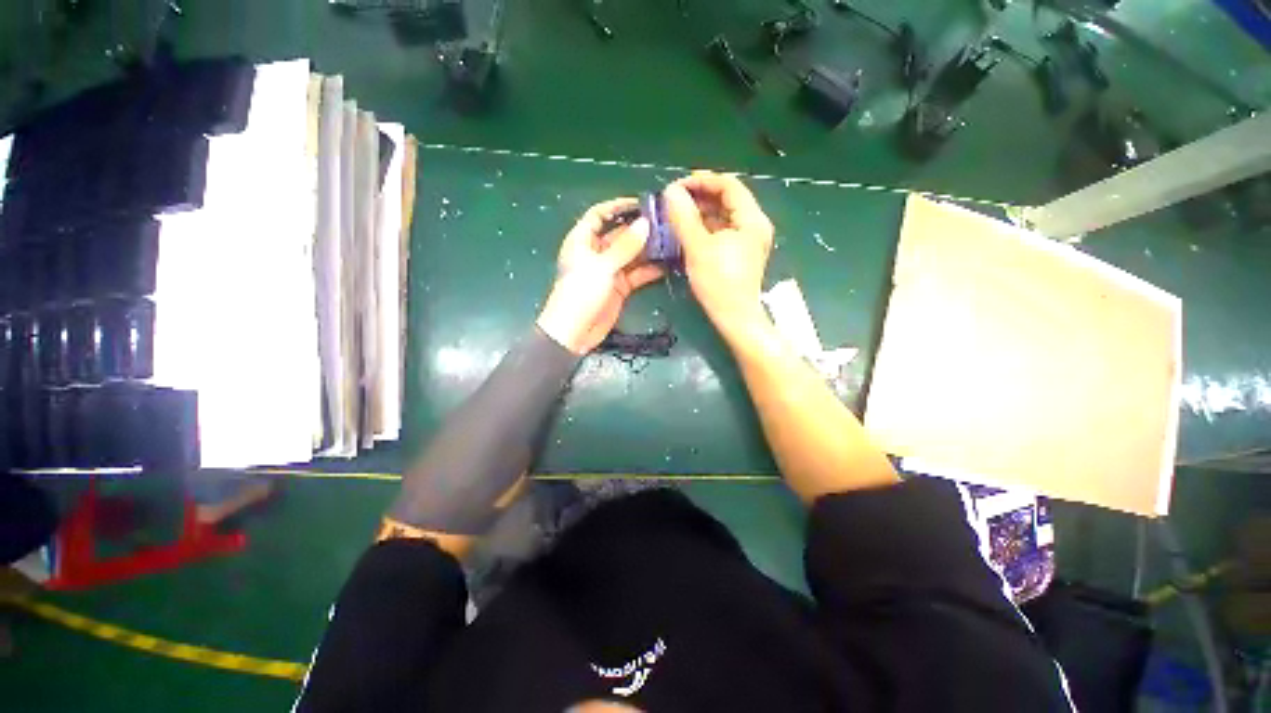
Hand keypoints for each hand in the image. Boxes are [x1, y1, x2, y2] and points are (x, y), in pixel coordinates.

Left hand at [536, 198, 664, 353]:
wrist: (574, 333)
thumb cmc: (580, 294)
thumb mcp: (601, 267)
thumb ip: (625, 246)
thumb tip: (645, 224)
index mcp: (583, 241)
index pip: (599, 215)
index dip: (617, 207)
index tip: (641, 204)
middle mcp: (597, 253)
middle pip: (620, 235)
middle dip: (640, 230)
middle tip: (666, 224)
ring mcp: (609, 271)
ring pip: (631, 255)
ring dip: (649, 250)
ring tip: (672, 241)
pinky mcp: (620, 288)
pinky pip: (637, 274)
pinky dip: (650, 270)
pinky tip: (667, 264)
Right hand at [663, 171, 774, 338]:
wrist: (734, 318)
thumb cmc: (719, 283)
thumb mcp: (698, 248)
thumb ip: (684, 218)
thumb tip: (670, 191)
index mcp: (751, 219)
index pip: (728, 185)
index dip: (702, 181)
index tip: (676, 186)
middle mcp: (753, 225)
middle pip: (727, 199)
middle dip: (699, 196)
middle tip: (673, 200)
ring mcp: (747, 240)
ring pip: (723, 216)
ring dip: (700, 212)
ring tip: (676, 214)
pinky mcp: (739, 253)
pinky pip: (721, 231)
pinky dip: (704, 227)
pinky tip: (687, 231)